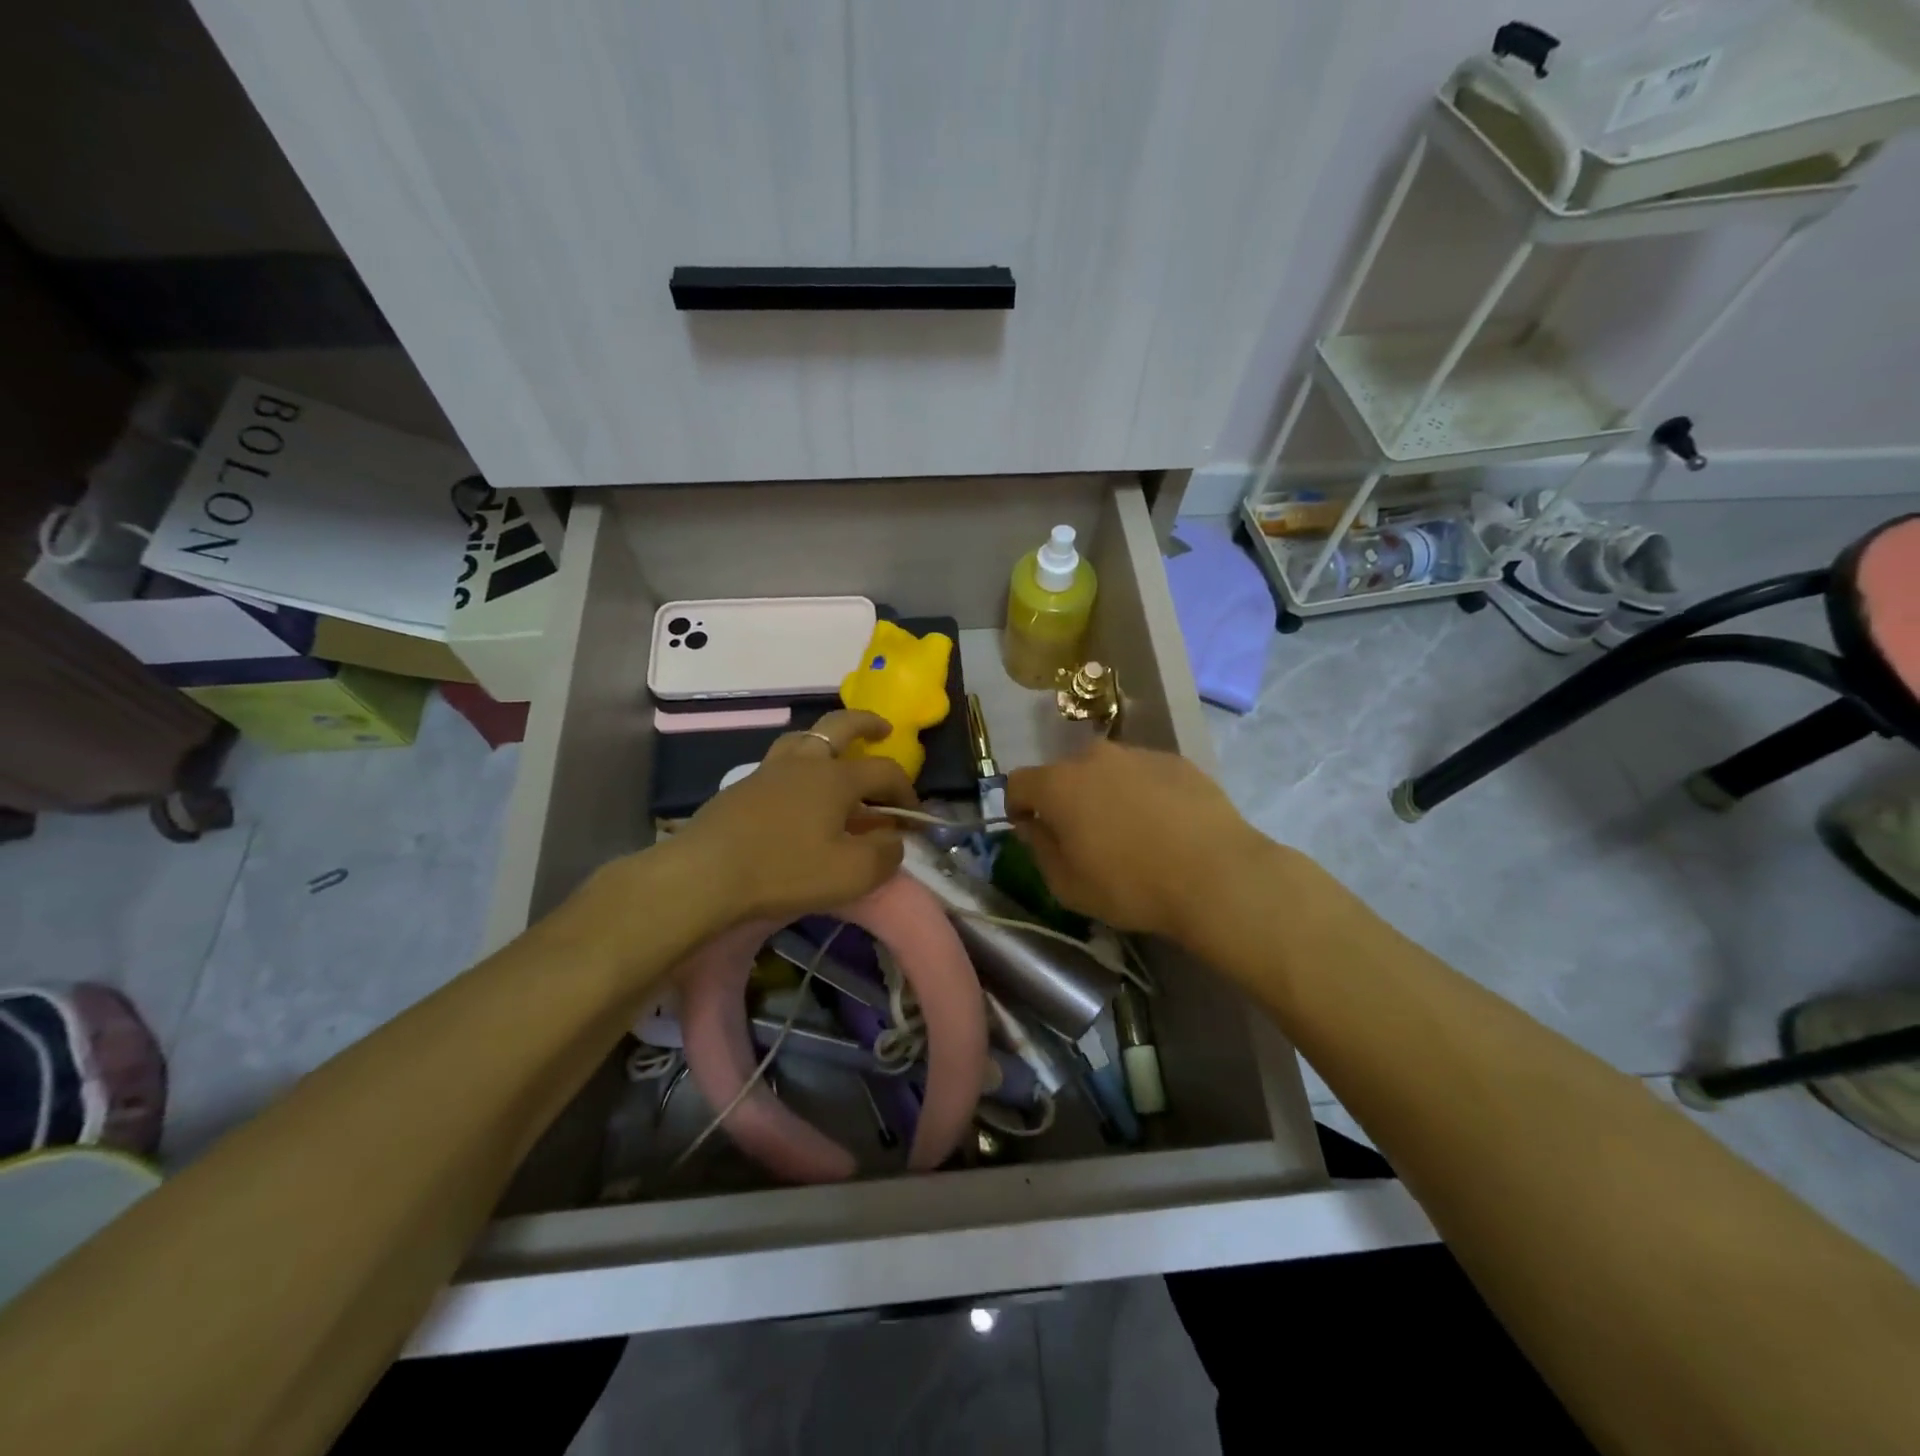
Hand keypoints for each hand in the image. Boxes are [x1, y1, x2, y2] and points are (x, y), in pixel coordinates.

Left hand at [669, 710, 917, 924]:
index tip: (914, 815)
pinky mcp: (742, 787)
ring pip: (803, 737)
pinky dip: (798, 765)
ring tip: (836, 756)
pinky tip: (797, 791)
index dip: (906, 790)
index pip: (884, 771)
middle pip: (841, 725)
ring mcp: (769, 770)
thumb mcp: (852, 874)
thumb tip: (895, 840)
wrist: (706, 874)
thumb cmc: (785, 870)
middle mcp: (804, 762)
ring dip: (826, 739)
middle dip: (867, 723)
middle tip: (883, 729)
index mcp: (836, 777)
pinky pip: (779, 762)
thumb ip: (884, 855)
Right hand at [1006, 740, 1268, 942]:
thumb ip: (1039, 848)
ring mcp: (1138, 754)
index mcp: (1059, 784)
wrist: (1217, 875)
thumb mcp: (1067, 885)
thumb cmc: (1131, 886)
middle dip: (1065, 800)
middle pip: (1065, 774)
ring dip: (1106, 794)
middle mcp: (1094, 757)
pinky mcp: (1177, 761)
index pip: (1018, 782)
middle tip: (1084, 836)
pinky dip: (1143, 793)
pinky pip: (1144, 774)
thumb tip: (1034, 825)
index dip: (1017, 806)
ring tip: (1130, 832)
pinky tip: (1164, 826)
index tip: (1030, 830)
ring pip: (1107, 771)